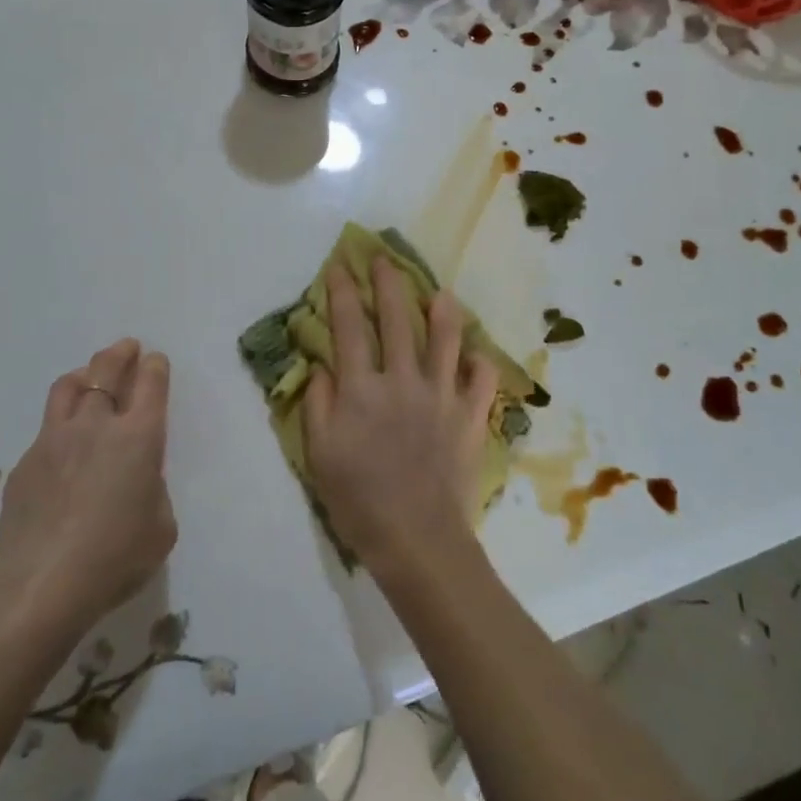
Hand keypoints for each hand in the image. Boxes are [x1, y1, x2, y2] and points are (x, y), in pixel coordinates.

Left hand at [0, 339, 177, 634]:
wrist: (41, 586)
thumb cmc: (116, 558)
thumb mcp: (160, 527)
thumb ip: (154, 490)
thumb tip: (137, 478)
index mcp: (139, 437)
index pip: (150, 384)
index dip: (155, 367)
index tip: (155, 360)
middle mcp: (96, 426)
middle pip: (106, 370)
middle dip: (120, 354)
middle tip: (127, 348)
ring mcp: (54, 440)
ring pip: (67, 387)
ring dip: (84, 375)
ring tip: (89, 376)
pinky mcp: (25, 463)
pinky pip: (46, 429)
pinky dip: (60, 424)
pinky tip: (63, 446)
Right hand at [303, 258, 498, 577]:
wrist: (417, 540)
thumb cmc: (359, 500)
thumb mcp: (320, 454)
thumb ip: (318, 404)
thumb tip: (323, 366)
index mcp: (362, 389)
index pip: (348, 327)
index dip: (342, 293)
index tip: (340, 267)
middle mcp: (403, 381)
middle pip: (396, 319)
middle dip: (388, 284)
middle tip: (385, 261)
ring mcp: (442, 396)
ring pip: (446, 339)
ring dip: (442, 311)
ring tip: (441, 292)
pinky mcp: (470, 417)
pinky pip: (482, 380)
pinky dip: (480, 364)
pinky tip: (475, 355)